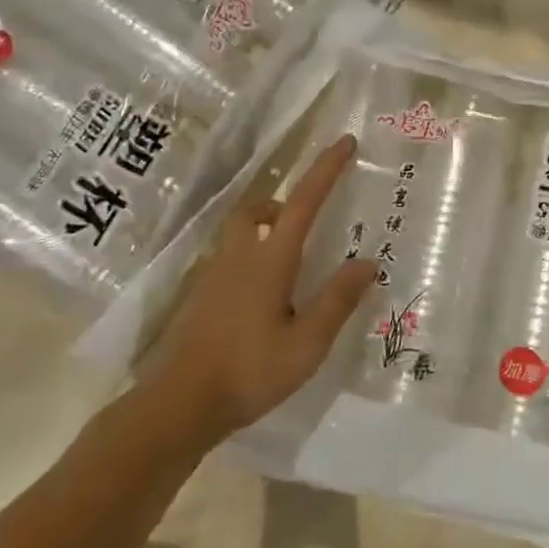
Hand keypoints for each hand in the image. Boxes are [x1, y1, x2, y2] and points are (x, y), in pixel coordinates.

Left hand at [136, 135, 372, 448]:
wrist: (179, 406)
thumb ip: (337, 300)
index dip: (326, 169)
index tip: (345, 141)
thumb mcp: (306, 344)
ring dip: (265, 224)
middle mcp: (239, 256)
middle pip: (258, 207)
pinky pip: (229, 255)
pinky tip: (261, 291)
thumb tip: (369, 261)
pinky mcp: (200, 295)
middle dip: (284, 199)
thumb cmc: (249, 372)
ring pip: (240, 230)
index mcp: (270, 260)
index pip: (304, 202)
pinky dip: (250, 254)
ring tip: (289, 255)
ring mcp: (214, 274)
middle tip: (306, 215)